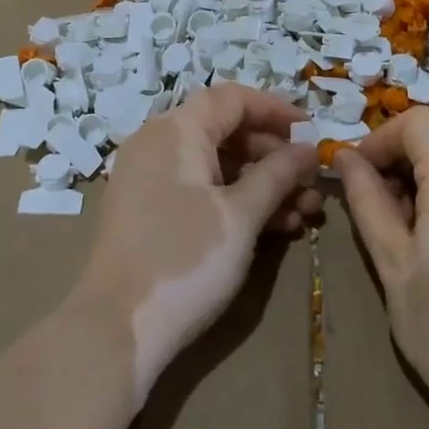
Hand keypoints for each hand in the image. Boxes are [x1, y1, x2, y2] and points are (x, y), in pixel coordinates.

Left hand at [73, 84, 319, 401]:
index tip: (313, 133)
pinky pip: (200, 189)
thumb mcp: (240, 216)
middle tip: (312, 185)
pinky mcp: (149, 210)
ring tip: (304, 214)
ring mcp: (151, 178)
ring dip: (262, 184)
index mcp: (176, 130)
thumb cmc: (184, 260)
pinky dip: (235, 201)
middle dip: (275, 156)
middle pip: (226, 131)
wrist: (115, 330)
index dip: (277, 110)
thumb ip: (277, 175)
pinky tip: (274, 228)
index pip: (233, 98)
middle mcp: (158, 143)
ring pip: (217, 165)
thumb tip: (307, 149)